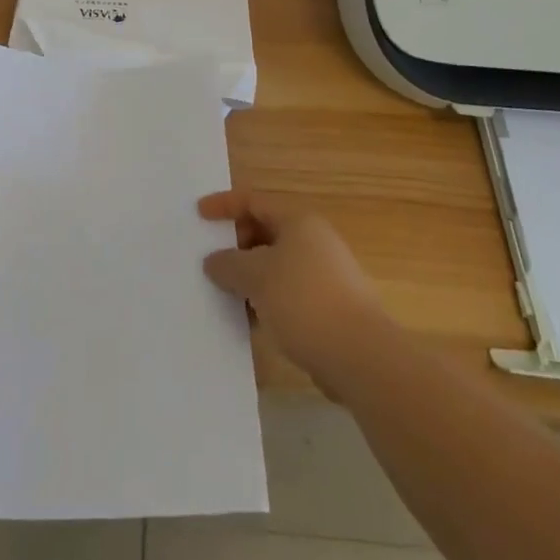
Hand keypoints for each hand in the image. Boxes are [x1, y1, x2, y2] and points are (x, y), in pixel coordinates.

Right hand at [200, 190, 387, 390]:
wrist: (361, 357)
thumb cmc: (304, 301)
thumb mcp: (256, 276)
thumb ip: (228, 264)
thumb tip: (213, 261)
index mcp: (298, 222)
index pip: (254, 202)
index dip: (224, 205)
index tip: (198, 215)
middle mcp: (313, 242)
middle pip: (264, 233)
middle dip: (235, 246)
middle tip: (208, 262)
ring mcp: (323, 276)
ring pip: (274, 268)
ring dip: (248, 279)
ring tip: (222, 296)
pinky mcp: (327, 309)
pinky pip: (286, 296)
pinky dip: (265, 302)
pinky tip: (249, 322)